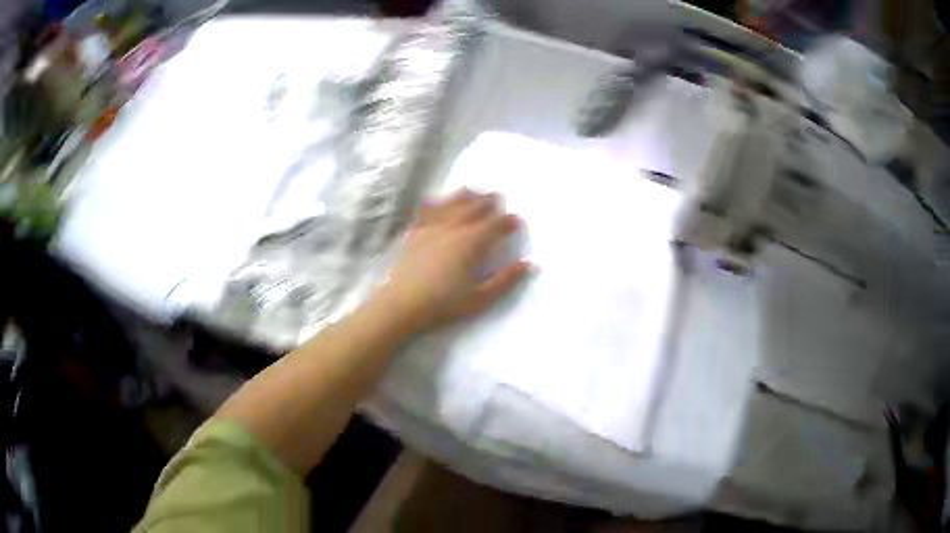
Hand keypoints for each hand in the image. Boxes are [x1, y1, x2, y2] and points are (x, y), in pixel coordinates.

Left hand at [380, 189, 530, 330]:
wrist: (402, 304)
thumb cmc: (444, 304)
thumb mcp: (480, 298)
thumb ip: (505, 280)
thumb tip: (529, 264)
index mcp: (472, 242)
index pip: (495, 225)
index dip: (508, 221)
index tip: (517, 221)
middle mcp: (453, 228)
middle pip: (474, 207)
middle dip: (489, 201)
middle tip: (498, 197)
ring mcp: (431, 227)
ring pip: (451, 203)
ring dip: (465, 196)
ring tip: (473, 192)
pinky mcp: (415, 233)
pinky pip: (427, 210)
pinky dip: (436, 202)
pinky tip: (437, 201)